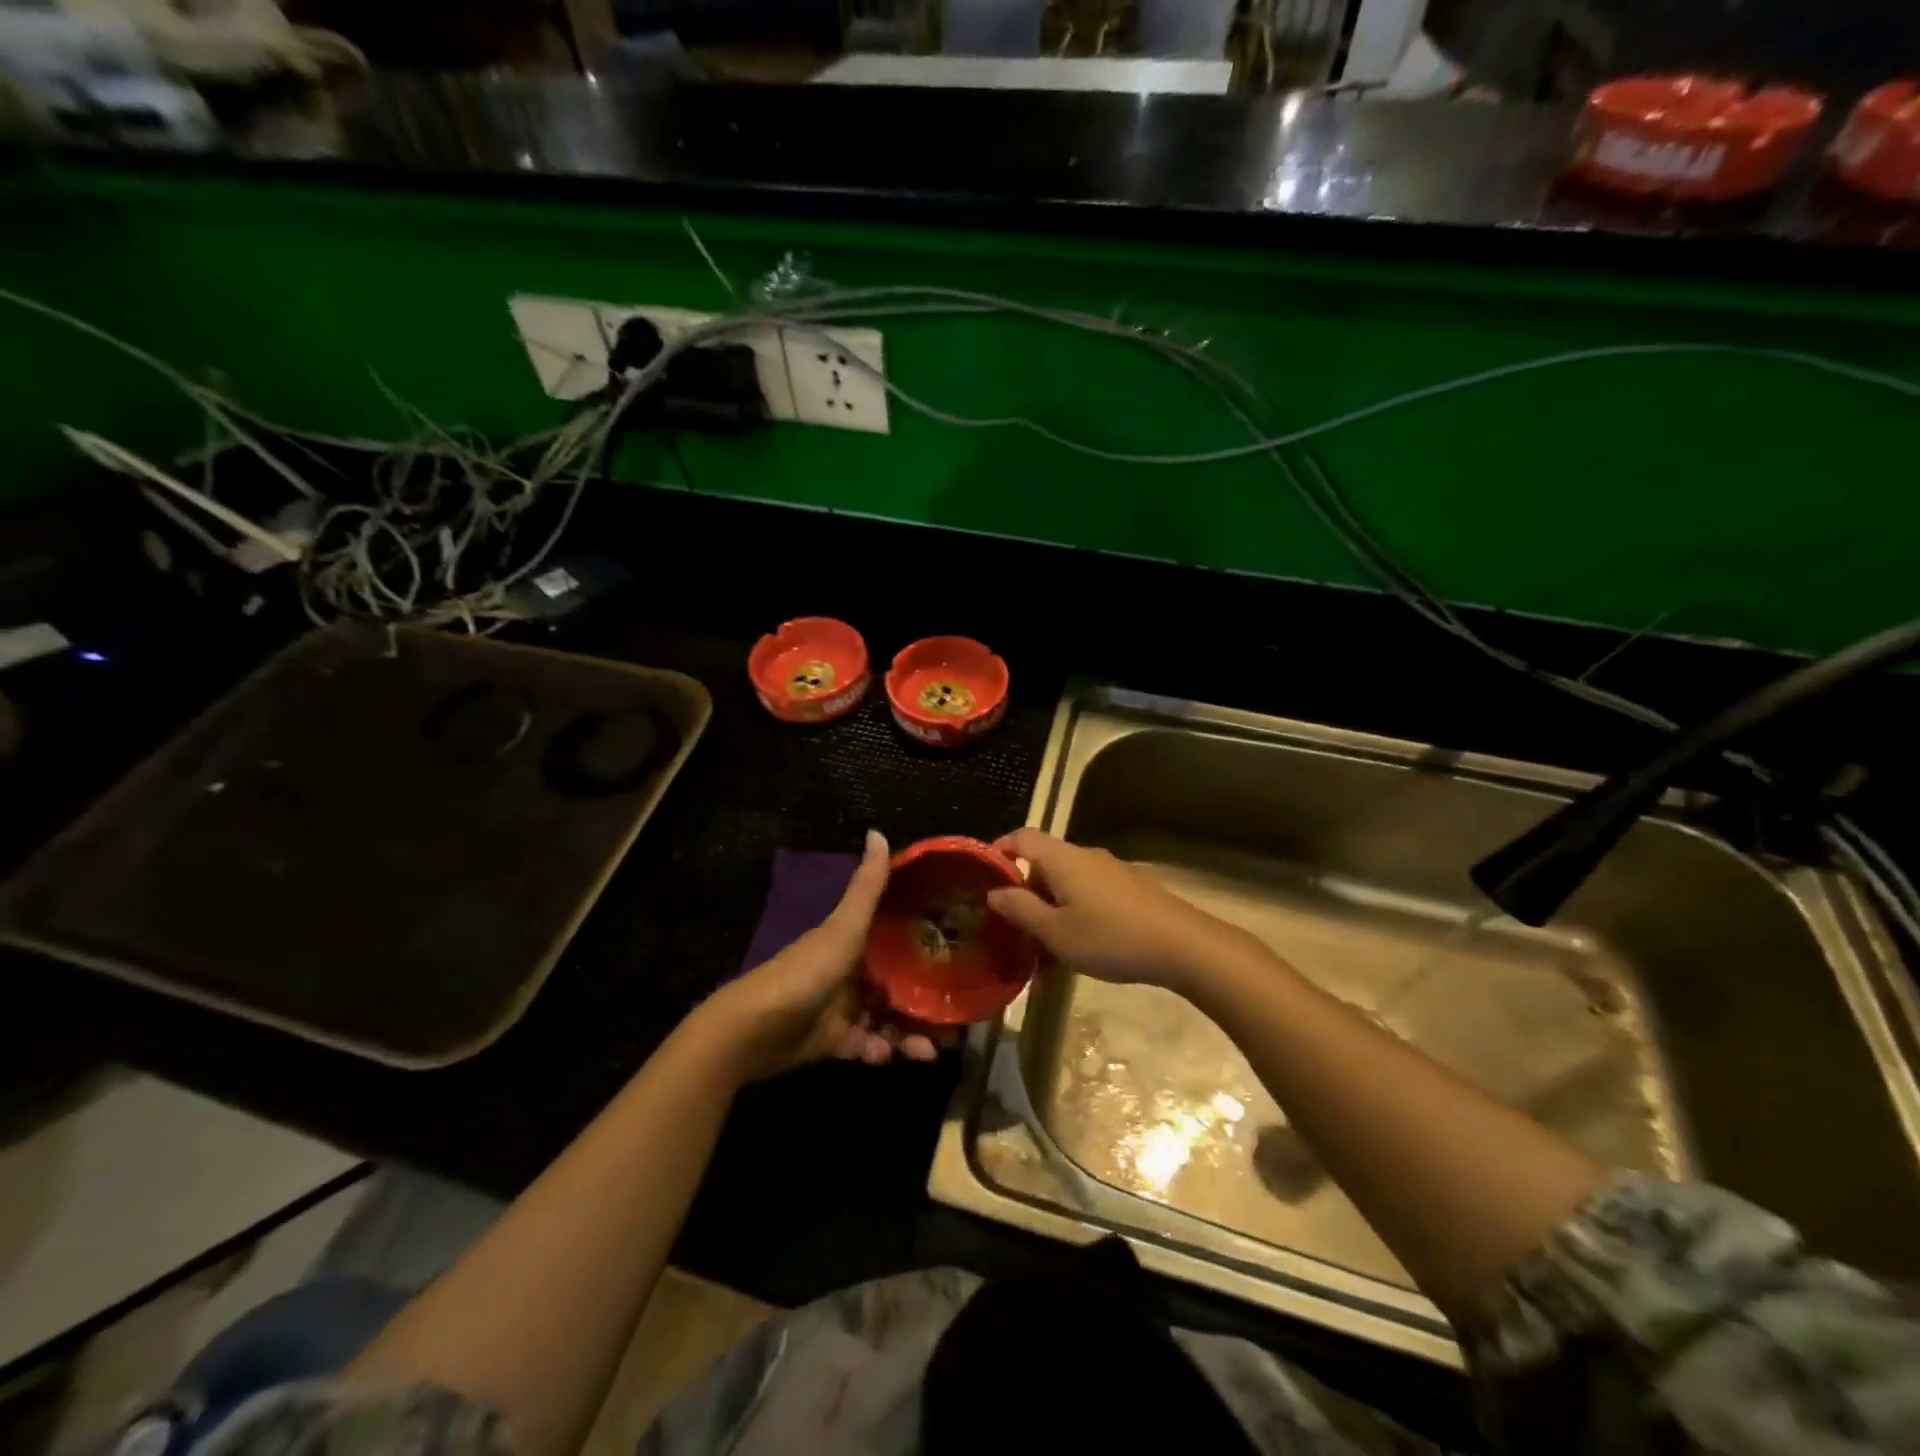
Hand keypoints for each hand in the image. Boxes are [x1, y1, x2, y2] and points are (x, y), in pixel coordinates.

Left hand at [698, 831, 942, 1079]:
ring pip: (888, 1018)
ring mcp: (843, 1007)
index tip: (963, 953)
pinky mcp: (834, 1042)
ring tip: (932, 1050)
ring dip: (911, 1033)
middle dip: (928, 1000)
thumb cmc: (805, 972)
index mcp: (854, 940)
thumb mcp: (843, 928)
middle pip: (899, 983)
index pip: (898, 937)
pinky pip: (868, 1045)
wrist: (753, 1030)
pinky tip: (893, 1057)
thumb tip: (877, 832)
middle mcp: (852, 971)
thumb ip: (866, 888)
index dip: (928, 944)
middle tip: (957, 1018)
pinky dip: (883, 1051)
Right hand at [986, 829, 1269, 993]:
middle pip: (1044, 862)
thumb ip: (1021, 910)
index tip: (983, 875)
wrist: (1182, 945)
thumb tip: (994, 891)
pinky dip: (1074, 912)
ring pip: (1067, 882)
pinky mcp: (1130, 889)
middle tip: (1013, 927)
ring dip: (1050, 908)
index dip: (999, 850)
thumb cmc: (1110, 937)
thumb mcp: (1056, 932)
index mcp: (1062, 859)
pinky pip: (1089, 893)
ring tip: (1044, 948)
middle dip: (1025, 891)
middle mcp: (1085, 856)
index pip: (1022, 837)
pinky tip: (1078, 947)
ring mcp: (1111, 870)